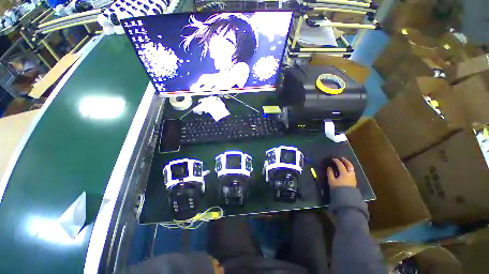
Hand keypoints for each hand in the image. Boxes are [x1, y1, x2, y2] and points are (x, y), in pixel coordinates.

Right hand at [327, 157, 356, 188]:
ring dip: (348, 164)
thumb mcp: (331, 181)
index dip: (336, 161)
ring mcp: (353, 177)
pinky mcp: (354, 181)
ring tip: (344, 163)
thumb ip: (330, 173)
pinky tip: (346, 169)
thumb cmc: (338, 188)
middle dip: (345, 161)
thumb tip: (329, 167)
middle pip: (349, 165)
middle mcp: (350, 174)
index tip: (333, 158)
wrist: (347, 198)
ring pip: (351, 168)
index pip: (340, 164)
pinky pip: (352, 171)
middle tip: (341, 158)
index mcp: (344, 173)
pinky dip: (349, 168)